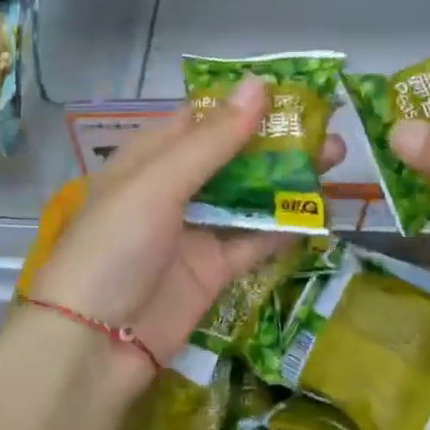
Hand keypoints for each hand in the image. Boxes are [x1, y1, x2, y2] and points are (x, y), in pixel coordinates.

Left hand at [28, 77, 344, 372]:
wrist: (92, 346)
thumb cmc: (115, 247)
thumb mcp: (158, 184)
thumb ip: (212, 140)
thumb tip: (258, 84)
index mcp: (151, 158)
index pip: (202, 118)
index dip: (245, 103)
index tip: (294, 90)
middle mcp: (174, 189)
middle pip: (233, 155)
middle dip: (277, 141)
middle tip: (328, 127)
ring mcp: (195, 231)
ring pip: (249, 195)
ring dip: (288, 179)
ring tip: (336, 159)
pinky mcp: (213, 270)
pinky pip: (254, 241)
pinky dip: (284, 227)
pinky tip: (320, 211)